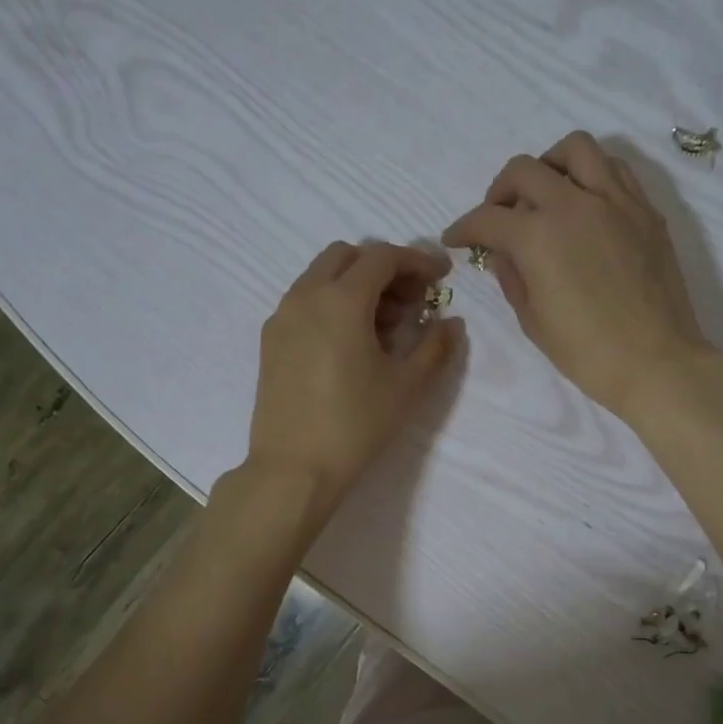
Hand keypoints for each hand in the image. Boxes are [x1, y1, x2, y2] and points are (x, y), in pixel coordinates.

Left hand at [244, 240, 461, 512]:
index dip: (417, 260)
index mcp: (341, 300)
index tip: (441, 276)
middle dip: (383, 267)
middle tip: (411, 301)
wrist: (294, 468)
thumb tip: (451, 323)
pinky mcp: (271, 340)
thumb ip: (435, 346)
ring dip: (356, 284)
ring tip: (385, 325)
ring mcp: (283, 316)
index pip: (383, 257)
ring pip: (322, 276)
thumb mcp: (407, 387)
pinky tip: (352, 342)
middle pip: (347, 256)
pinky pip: (305, 300)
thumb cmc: (356, 424)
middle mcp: (306, 295)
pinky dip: (333, 302)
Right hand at [442, 132, 710, 421]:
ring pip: (575, 149)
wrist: (657, 362)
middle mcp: (574, 204)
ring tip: (546, 194)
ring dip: (549, 165)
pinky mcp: (645, 210)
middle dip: (499, 191)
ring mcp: (615, 201)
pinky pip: (614, 168)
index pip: (487, 218)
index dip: (464, 228)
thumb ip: (511, 277)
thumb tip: (501, 252)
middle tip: (498, 218)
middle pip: (524, 170)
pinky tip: (585, 203)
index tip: (455, 239)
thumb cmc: (587, 353)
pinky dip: (591, 174)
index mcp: (538, 236)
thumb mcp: (533, 321)